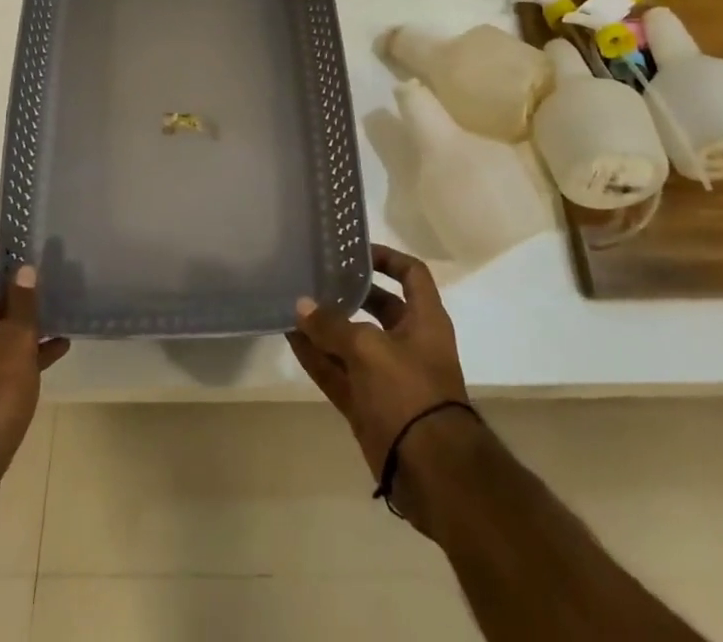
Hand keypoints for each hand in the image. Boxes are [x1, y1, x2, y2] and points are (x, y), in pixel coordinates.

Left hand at [0, 244, 69, 519]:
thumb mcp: (16, 341)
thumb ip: (22, 303)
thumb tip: (24, 270)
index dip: (8, 248)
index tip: (35, 236)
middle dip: (19, 283)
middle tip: (54, 268)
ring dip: (23, 317)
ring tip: (61, 304)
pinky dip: (20, 348)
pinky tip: (56, 347)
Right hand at [286, 244, 470, 479]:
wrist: (431, 471)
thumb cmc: (409, 392)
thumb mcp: (369, 349)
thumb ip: (333, 326)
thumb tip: (301, 306)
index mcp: (425, 320)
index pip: (411, 274)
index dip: (387, 258)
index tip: (355, 251)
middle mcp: (408, 342)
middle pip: (378, 307)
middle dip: (348, 293)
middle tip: (315, 277)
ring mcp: (387, 376)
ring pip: (352, 342)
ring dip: (326, 327)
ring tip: (293, 305)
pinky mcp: (368, 405)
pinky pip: (339, 373)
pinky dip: (317, 359)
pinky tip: (291, 340)